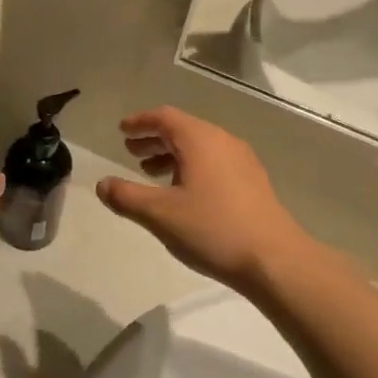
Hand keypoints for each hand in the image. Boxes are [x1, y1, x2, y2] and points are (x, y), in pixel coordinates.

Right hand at [95, 107, 313, 288]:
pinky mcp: (253, 182)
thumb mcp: (160, 214)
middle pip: (182, 129)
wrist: (275, 260)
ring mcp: (242, 161)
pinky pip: (214, 162)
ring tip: (151, 173)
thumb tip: (102, 184)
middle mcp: (222, 141)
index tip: (122, 130)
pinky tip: (183, 193)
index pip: (164, 117)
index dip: (140, 122)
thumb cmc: (213, 229)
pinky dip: (191, 167)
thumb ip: (127, 196)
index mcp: (200, 140)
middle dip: (154, 138)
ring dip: (172, 155)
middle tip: (130, 151)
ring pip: (199, 147)